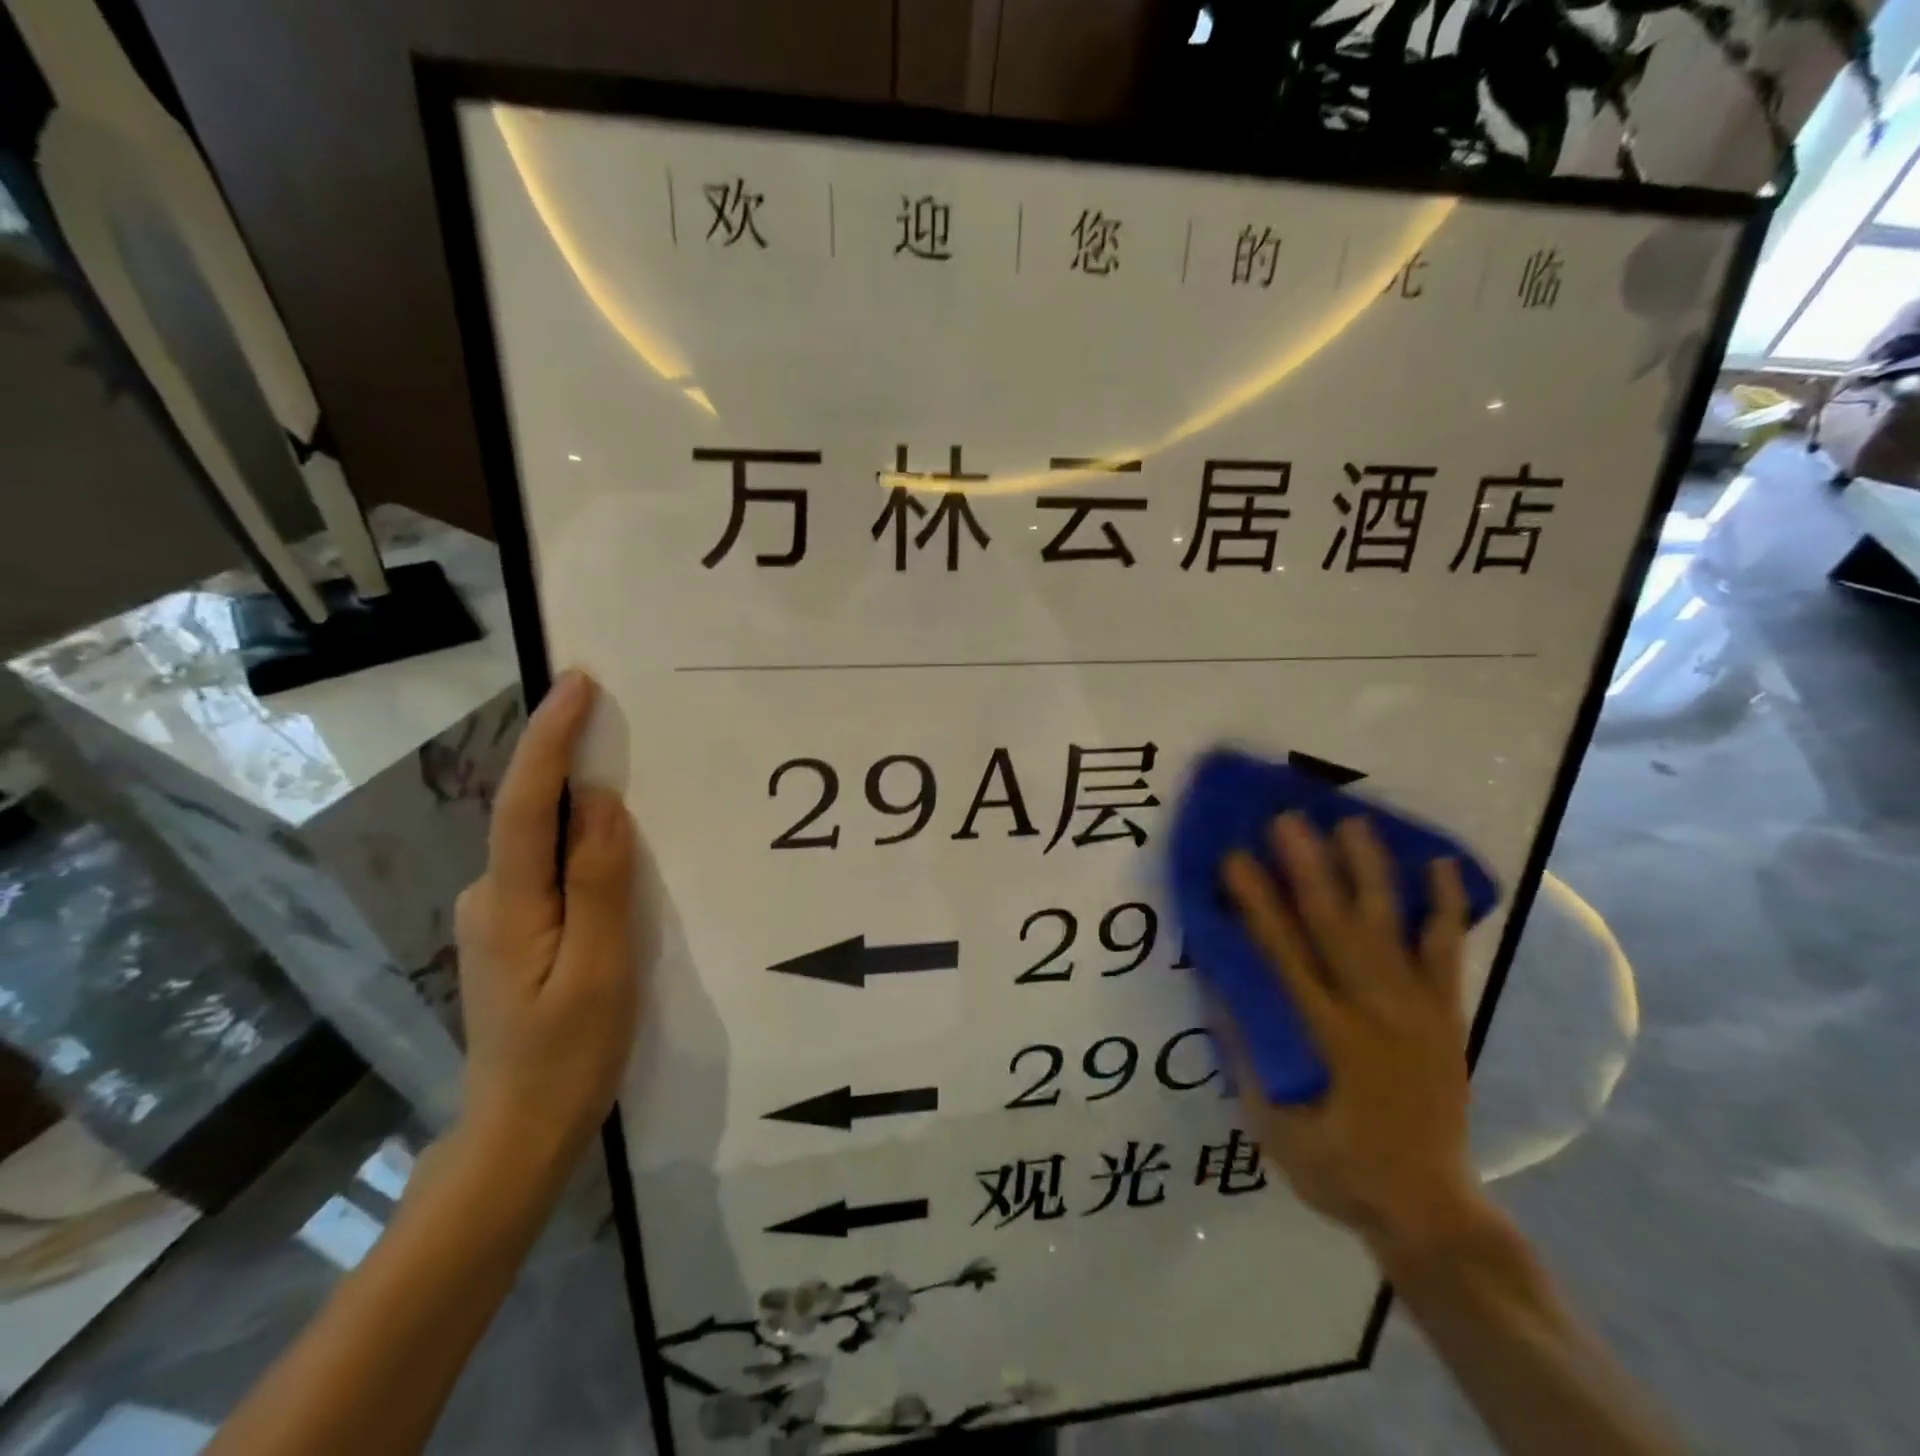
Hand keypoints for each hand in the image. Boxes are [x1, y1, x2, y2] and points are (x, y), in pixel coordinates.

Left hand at [453, 670, 639, 1177]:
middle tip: (620, 717)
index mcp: (510, 903)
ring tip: (632, 773)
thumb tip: (601, 801)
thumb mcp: (600, 968)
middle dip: (569, 757)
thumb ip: (600, 881)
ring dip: (578, 801)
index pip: (527, 803)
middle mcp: (491, 897)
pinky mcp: (516, 932)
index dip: (551, 738)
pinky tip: (615, 847)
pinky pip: (551, 868)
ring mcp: (499, 916)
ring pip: (542, 842)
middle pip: (531, 813)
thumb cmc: (568, 1056)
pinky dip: (580, 842)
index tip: (578, 684)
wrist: (520, 1133)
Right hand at [1220, 813, 1484, 1266]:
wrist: (1431, 1212)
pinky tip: (1441, 867)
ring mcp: (1419, 1012)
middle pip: (1337, 928)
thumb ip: (1249, 1053)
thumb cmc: (1337, 1168)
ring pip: (1391, 928)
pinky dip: (1445, 910)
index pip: (1283, 955)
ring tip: (1352, 822)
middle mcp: (1376, 1013)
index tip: (1234, 859)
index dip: (1257, 904)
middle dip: (1310, 868)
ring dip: (1369, 872)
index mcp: (1328, 1038)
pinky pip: (1448, 955)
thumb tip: (1220, 985)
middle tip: (1288, 819)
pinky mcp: (1447, 1018)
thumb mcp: (1273, 1124)